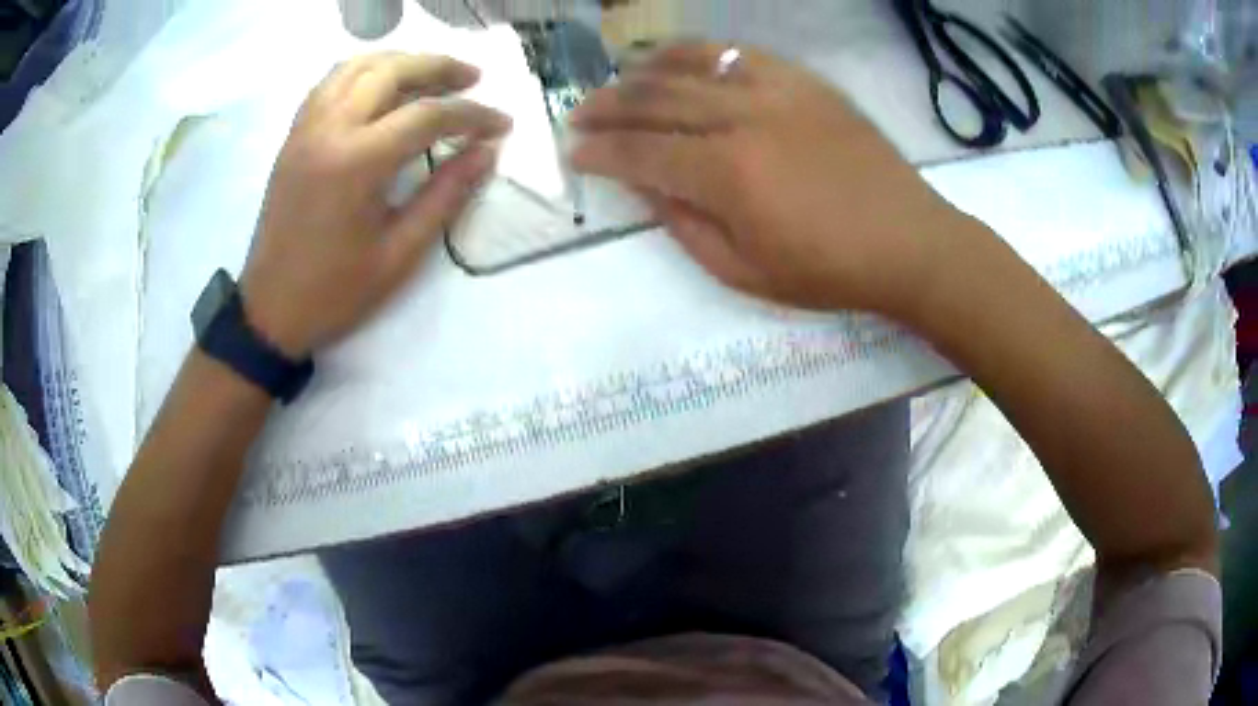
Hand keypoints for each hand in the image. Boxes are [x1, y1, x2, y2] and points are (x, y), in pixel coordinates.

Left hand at [241, 52, 511, 357]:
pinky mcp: (293, 138)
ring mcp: (305, 130)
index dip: (472, 115)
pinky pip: (329, 84)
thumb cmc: (335, 292)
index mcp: (357, 162)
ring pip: (356, 67)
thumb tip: (486, 153)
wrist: (270, 311)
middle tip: (473, 77)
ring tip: (430, 74)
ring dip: (399, 61)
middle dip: (439, 67)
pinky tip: (380, 87)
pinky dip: (362, 73)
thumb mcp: (400, 254)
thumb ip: (446, 196)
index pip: (427, 115)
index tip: (501, 124)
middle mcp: (329, 130)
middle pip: (391, 71)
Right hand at [570, 44, 968, 316]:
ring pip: (694, 65)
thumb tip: (647, 187)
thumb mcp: (745, 272)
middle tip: (580, 112)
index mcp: (728, 175)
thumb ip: (685, 226)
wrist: (909, 242)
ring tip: (619, 78)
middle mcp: (744, 119)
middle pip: (658, 99)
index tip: (575, 152)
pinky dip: (702, 52)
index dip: (601, 152)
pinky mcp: (805, 82)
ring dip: (646, 70)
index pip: (643, 152)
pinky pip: (741, 54)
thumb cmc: (829, 271)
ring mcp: (778, 92)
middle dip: (609, 105)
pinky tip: (680, 57)